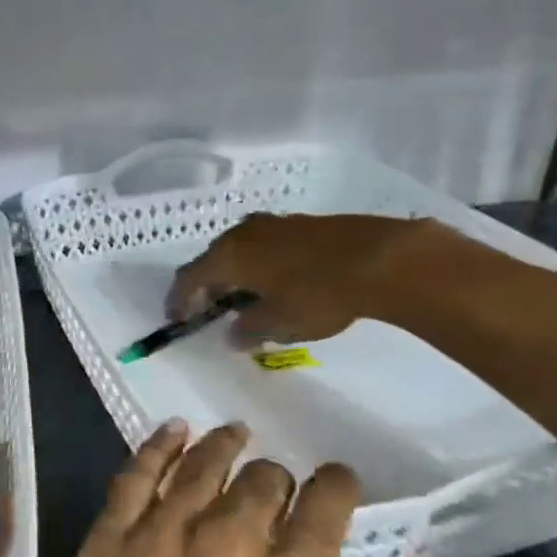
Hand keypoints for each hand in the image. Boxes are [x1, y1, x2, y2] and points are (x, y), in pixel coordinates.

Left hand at [0, 422, 467, 556]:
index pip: (325, 505)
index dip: (336, 486)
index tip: (337, 484)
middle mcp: (229, 543)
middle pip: (262, 480)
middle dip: (279, 480)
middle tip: (278, 491)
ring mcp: (160, 537)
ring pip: (202, 466)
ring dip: (224, 446)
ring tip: (234, 435)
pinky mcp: (106, 543)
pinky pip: (135, 476)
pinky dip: (158, 446)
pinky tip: (171, 432)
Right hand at [166, 212, 440, 344]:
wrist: (378, 258)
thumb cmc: (316, 294)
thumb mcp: (277, 323)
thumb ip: (247, 330)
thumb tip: (232, 333)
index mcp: (228, 255)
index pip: (188, 277)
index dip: (179, 299)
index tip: (178, 319)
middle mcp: (243, 233)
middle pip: (213, 259)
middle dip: (210, 286)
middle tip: (216, 311)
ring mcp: (273, 224)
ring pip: (241, 250)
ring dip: (238, 274)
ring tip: (251, 299)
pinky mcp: (301, 223)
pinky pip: (267, 245)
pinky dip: (262, 265)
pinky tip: (281, 283)